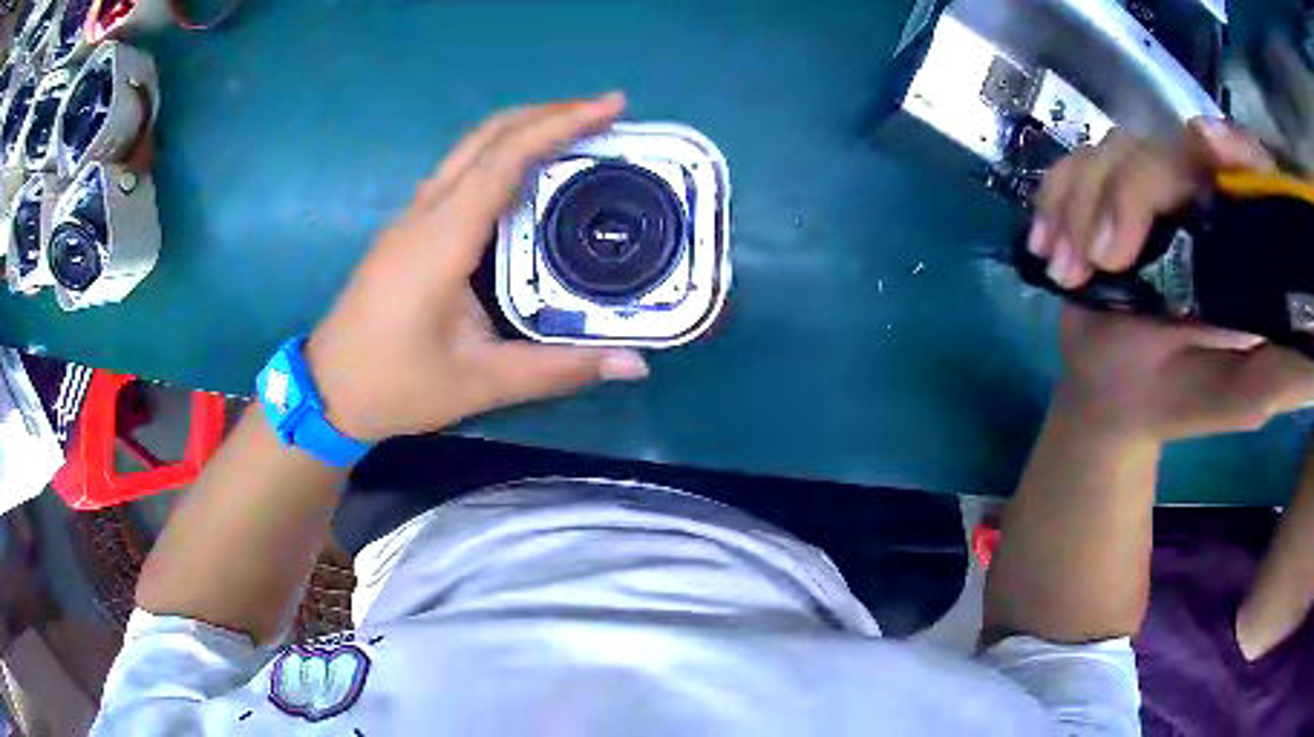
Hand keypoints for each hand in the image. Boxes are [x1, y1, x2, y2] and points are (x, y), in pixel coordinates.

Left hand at [306, 93, 648, 441]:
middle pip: (487, 135)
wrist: (327, 391)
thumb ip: (558, 369)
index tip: (611, 105)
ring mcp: (412, 216)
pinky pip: (460, 171)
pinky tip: (529, 175)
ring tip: (577, 133)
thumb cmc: (395, 385)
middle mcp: (426, 212)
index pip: (506, 158)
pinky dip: (502, 154)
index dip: (561, 123)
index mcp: (442, 238)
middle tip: (605, 112)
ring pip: (470, 148)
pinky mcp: (408, 229)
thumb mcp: (480, 383)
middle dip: (548, 113)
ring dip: (524, 128)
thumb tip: (635, 364)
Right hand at [1030, 118, 1313, 439]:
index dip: (1230, 141)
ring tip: (1071, 271)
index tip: (1209, 145)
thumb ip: (1281, 369)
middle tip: (1104, 259)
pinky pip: (1071, 167)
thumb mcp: (1242, 396)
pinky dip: (1055, 201)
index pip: (1242, 161)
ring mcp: (1145, 188)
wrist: (1114, 398)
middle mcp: (1196, 195)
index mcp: (1238, 236)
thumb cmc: (1181, 400)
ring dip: (1082, 206)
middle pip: (1164, 145)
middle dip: (1129, 193)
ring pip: (1111, 151)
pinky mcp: (1101, 191)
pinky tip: (1050, 249)